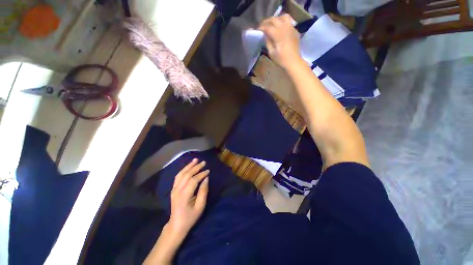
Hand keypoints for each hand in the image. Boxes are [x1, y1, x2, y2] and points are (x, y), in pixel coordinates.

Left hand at [144, 159, 208, 264]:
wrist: (176, 225)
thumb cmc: (190, 217)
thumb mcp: (200, 206)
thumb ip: (203, 191)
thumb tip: (206, 179)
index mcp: (184, 195)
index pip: (194, 180)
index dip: (201, 174)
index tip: (208, 171)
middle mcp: (177, 190)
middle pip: (187, 175)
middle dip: (196, 167)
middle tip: (203, 162)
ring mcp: (174, 189)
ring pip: (181, 174)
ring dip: (188, 166)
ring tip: (195, 160)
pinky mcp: (173, 189)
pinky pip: (178, 177)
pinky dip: (183, 170)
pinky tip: (188, 166)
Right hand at [259, 14, 301, 69]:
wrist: (294, 62)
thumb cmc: (281, 59)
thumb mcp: (271, 53)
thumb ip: (268, 42)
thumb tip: (266, 35)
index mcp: (278, 34)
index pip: (267, 27)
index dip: (261, 27)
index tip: (258, 30)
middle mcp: (284, 27)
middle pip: (274, 19)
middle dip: (267, 21)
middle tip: (263, 26)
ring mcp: (291, 28)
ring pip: (283, 17)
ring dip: (276, 19)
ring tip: (273, 24)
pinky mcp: (295, 30)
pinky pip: (289, 22)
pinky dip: (283, 22)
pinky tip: (281, 28)